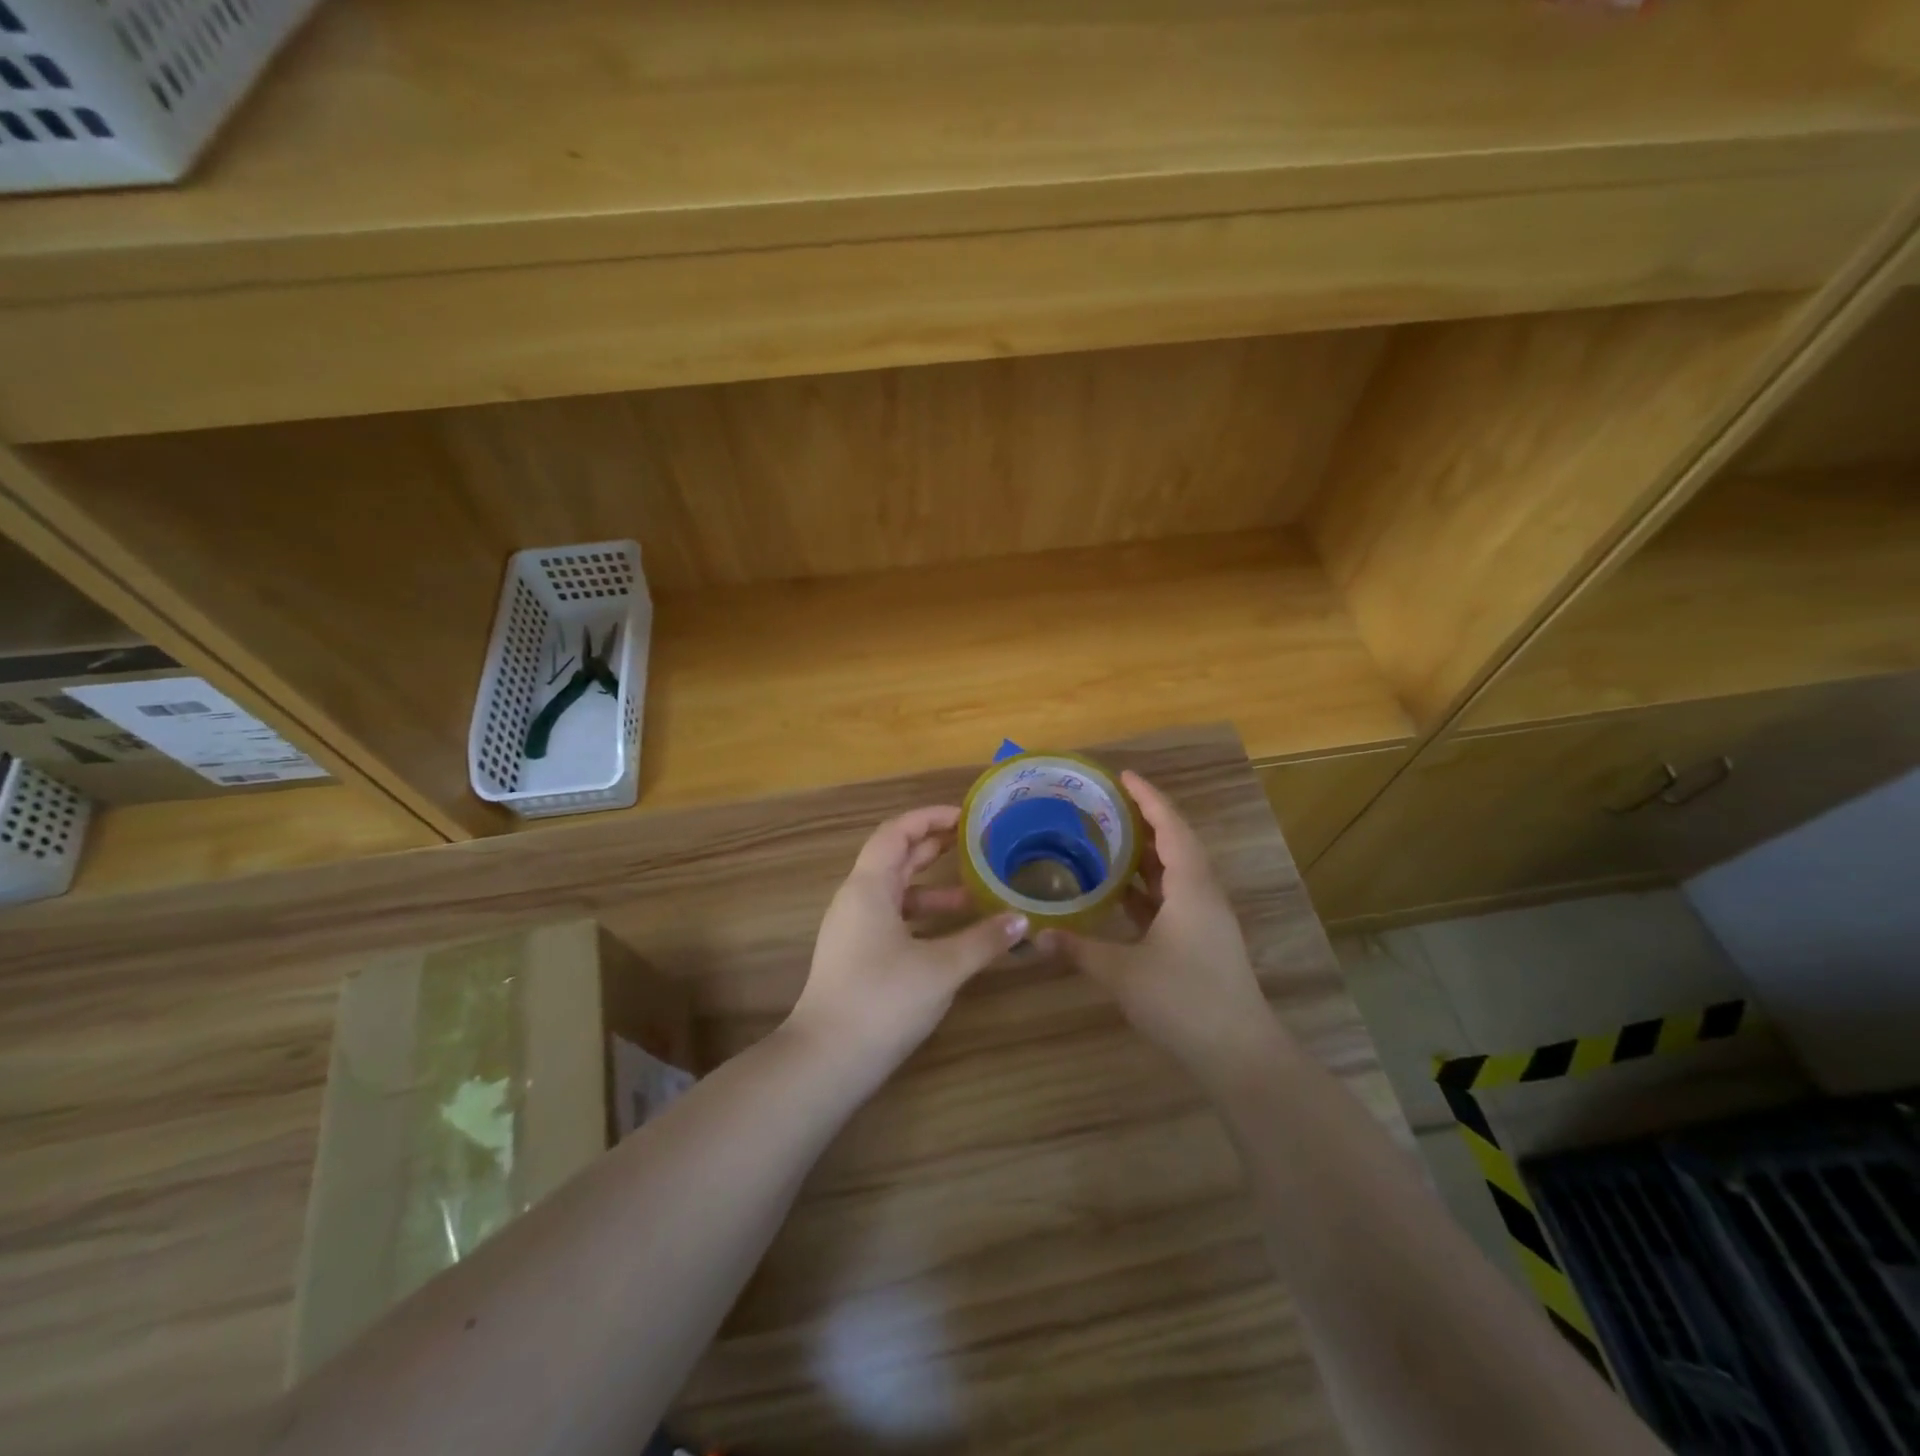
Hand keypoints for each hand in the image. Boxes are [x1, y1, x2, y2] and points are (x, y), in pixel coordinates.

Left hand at [788, 805, 1026, 1066]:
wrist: (827, 1060)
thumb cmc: (883, 1000)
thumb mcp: (941, 968)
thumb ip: (983, 940)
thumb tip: (1022, 920)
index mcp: (869, 887)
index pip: (897, 832)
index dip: (930, 818)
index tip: (966, 817)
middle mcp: (857, 900)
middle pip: (896, 858)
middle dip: (934, 847)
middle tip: (975, 842)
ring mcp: (854, 929)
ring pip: (897, 893)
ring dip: (933, 888)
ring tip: (974, 893)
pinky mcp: (858, 956)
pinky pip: (894, 920)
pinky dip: (923, 917)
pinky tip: (952, 934)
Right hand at [1040, 771, 1282, 1078]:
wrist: (1239, 1054)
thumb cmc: (1183, 1001)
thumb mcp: (1122, 974)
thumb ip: (1078, 949)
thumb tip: (1035, 935)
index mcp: (1191, 887)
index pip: (1170, 827)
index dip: (1148, 798)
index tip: (1122, 776)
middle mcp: (1203, 894)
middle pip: (1177, 842)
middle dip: (1146, 818)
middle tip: (1107, 804)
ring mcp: (1206, 918)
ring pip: (1176, 870)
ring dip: (1147, 851)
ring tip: (1108, 837)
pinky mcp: (1202, 940)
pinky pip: (1174, 896)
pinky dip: (1148, 885)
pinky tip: (1120, 890)